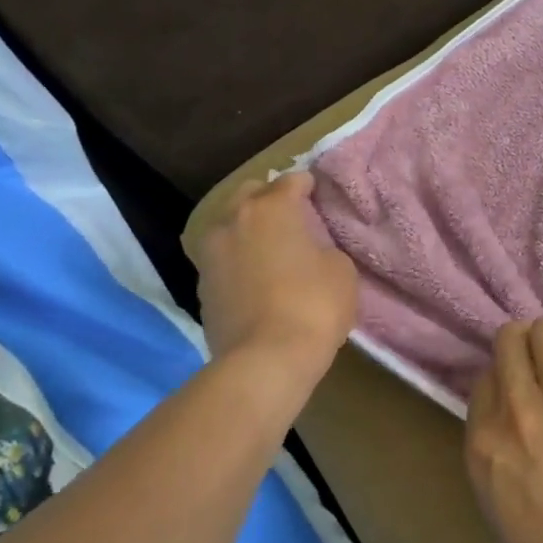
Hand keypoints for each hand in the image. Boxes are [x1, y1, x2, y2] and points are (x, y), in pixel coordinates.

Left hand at [191, 172, 357, 385]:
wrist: (264, 362)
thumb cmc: (313, 306)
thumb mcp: (341, 270)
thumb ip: (324, 247)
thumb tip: (310, 251)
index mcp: (271, 208)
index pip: (292, 180)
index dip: (308, 185)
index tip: (318, 195)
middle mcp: (233, 220)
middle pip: (250, 193)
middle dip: (270, 199)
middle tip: (292, 218)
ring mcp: (211, 254)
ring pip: (229, 225)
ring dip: (248, 229)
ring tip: (270, 249)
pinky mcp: (201, 287)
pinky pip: (222, 259)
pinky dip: (237, 260)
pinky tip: (255, 277)